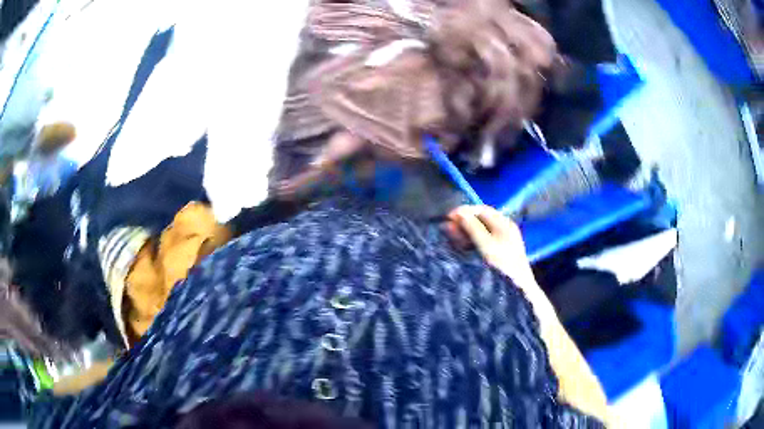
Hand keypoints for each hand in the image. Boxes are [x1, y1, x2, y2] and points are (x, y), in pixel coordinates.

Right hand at [445, 205, 537, 288]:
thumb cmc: (503, 265)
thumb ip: (473, 228)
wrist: (518, 289)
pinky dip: (470, 241)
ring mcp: (503, 241)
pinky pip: (482, 241)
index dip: (465, 211)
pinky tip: (461, 246)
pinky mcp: (499, 253)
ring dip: (465, 232)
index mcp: (505, 224)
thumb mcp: (486, 245)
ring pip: (481, 231)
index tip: (448, 217)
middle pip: (482, 220)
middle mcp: (505, 229)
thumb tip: (459, 212)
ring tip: (451, 236)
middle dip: (464, 222)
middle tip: (447, 227)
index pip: (482, 210)